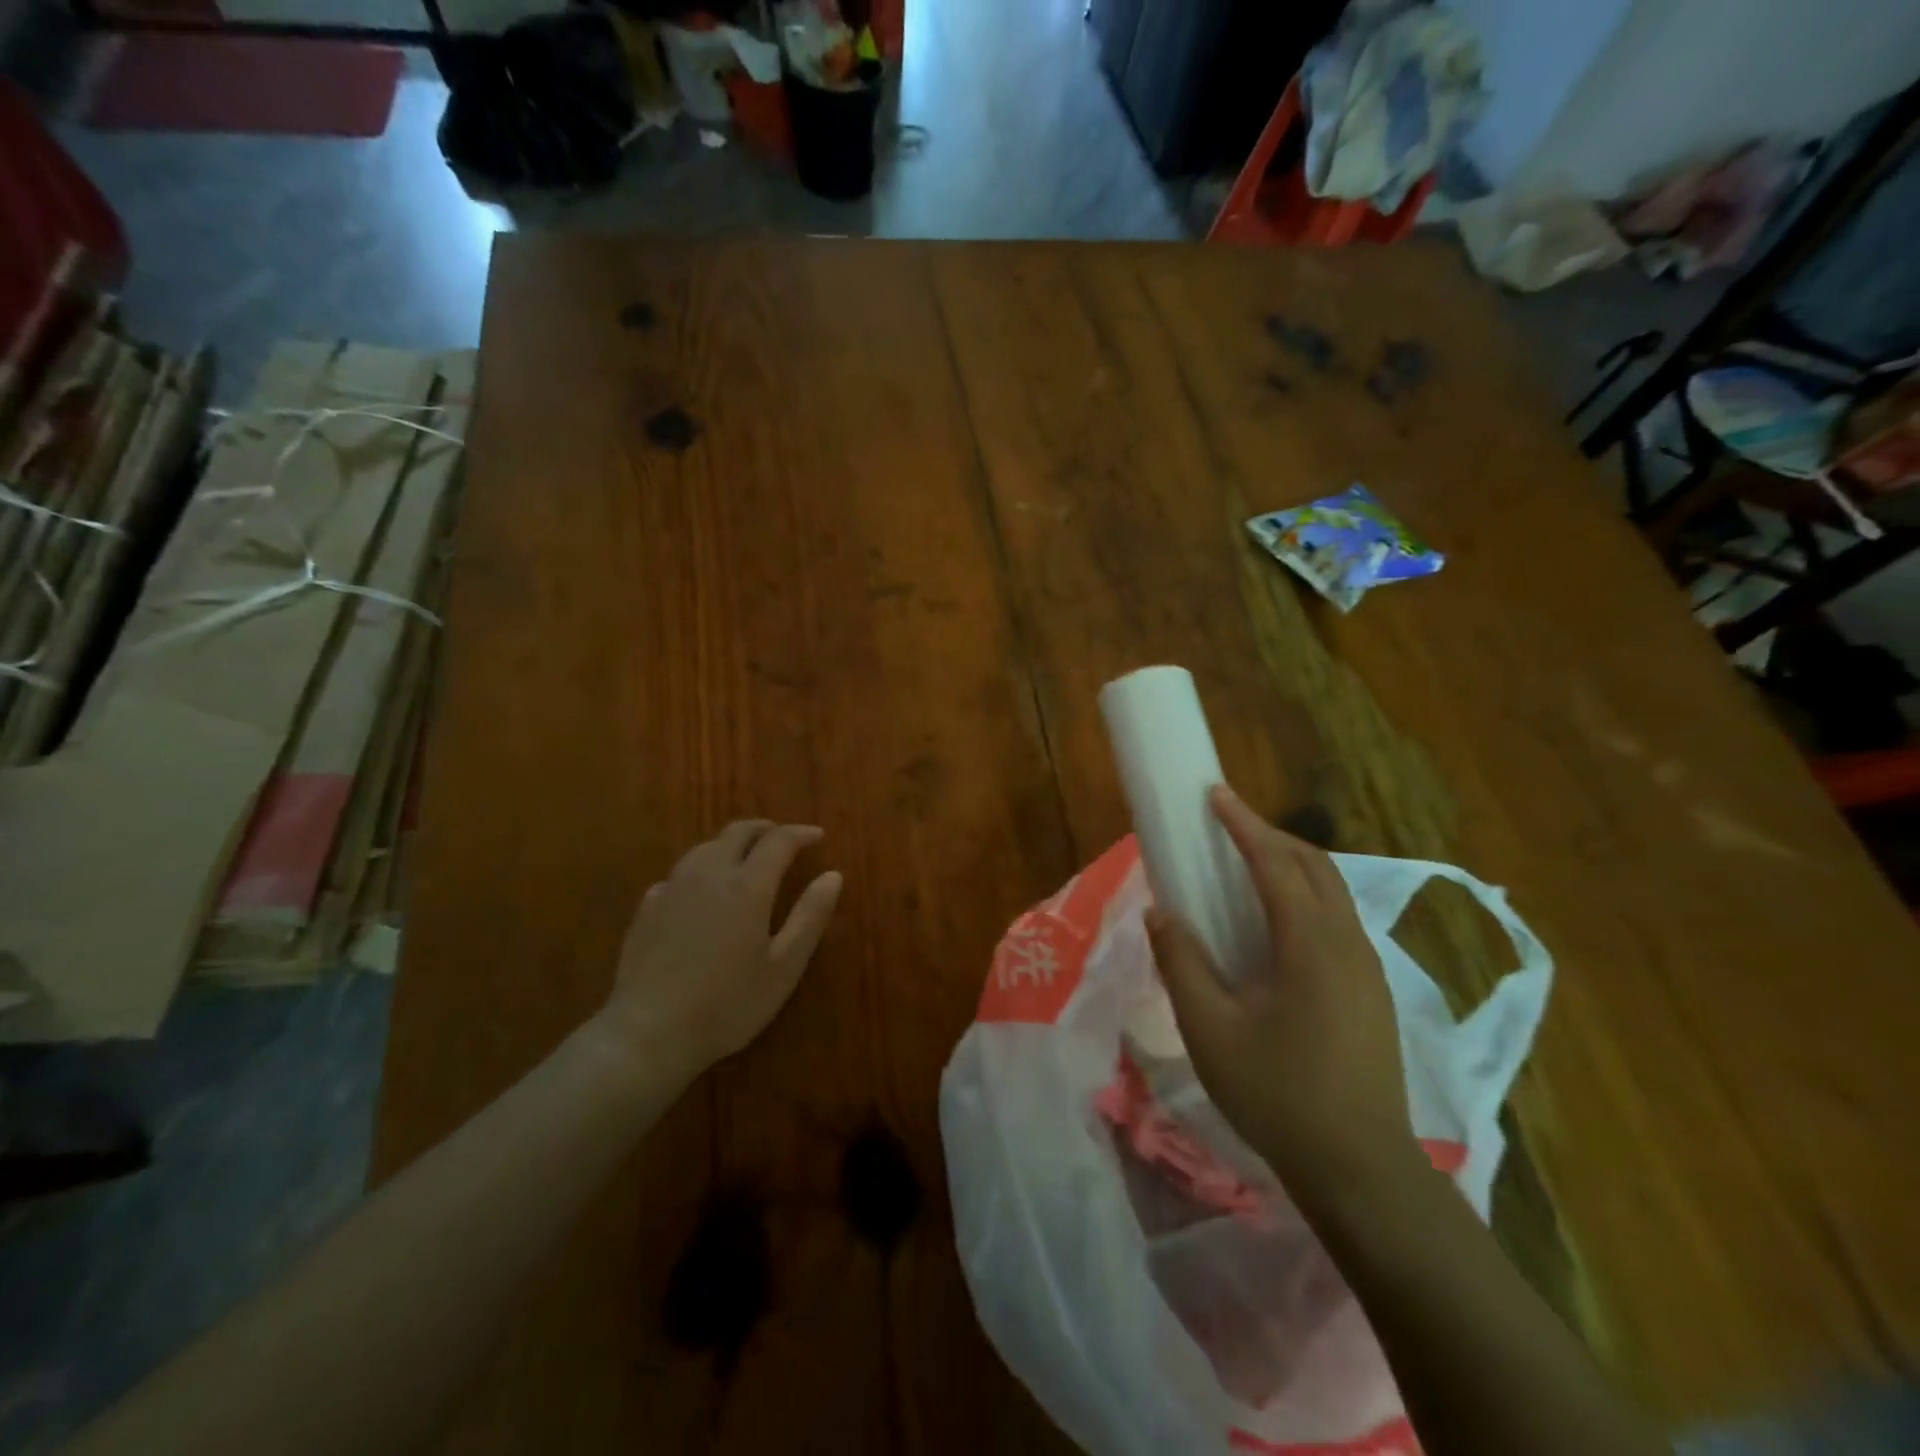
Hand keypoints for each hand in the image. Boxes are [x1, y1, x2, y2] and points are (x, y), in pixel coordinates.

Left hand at [593, 820, 843, 1082]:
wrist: (648, 1033)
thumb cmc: (727, 1004)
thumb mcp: (783, 967)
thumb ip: (810, 917)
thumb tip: (833, 875)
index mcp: (747, 885)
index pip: (779, 841)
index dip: (801, 834)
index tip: (817, 835)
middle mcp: (709, 874)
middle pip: (737, 832)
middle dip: (764, 829)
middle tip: (782, 838)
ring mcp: (673, 888)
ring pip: (705, 847)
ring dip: (731, 844)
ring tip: (745, 858)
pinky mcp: (647, 908)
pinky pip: (679, 874)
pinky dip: (700, 870)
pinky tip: (701, 891)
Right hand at [1146, 786, 1417, 1206]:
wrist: (1359, 1168)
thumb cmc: (1277, 1094)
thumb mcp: (1209, 1029)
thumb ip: (1182, 962)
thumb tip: (1161, 913)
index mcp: (1309, 943)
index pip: (1276, 862)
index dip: (1243, 823)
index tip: (1215, 794)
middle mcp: (1347, 942)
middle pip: (1314, 865)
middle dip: (1270, 834)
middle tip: (1227, 825)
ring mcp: (1367, 967)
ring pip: (1332, 891)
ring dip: (1291, 863)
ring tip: (1248, 863)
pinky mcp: (1372, 990)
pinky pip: (1337, 918)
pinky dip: (1305, 895)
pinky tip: (1278, 922)